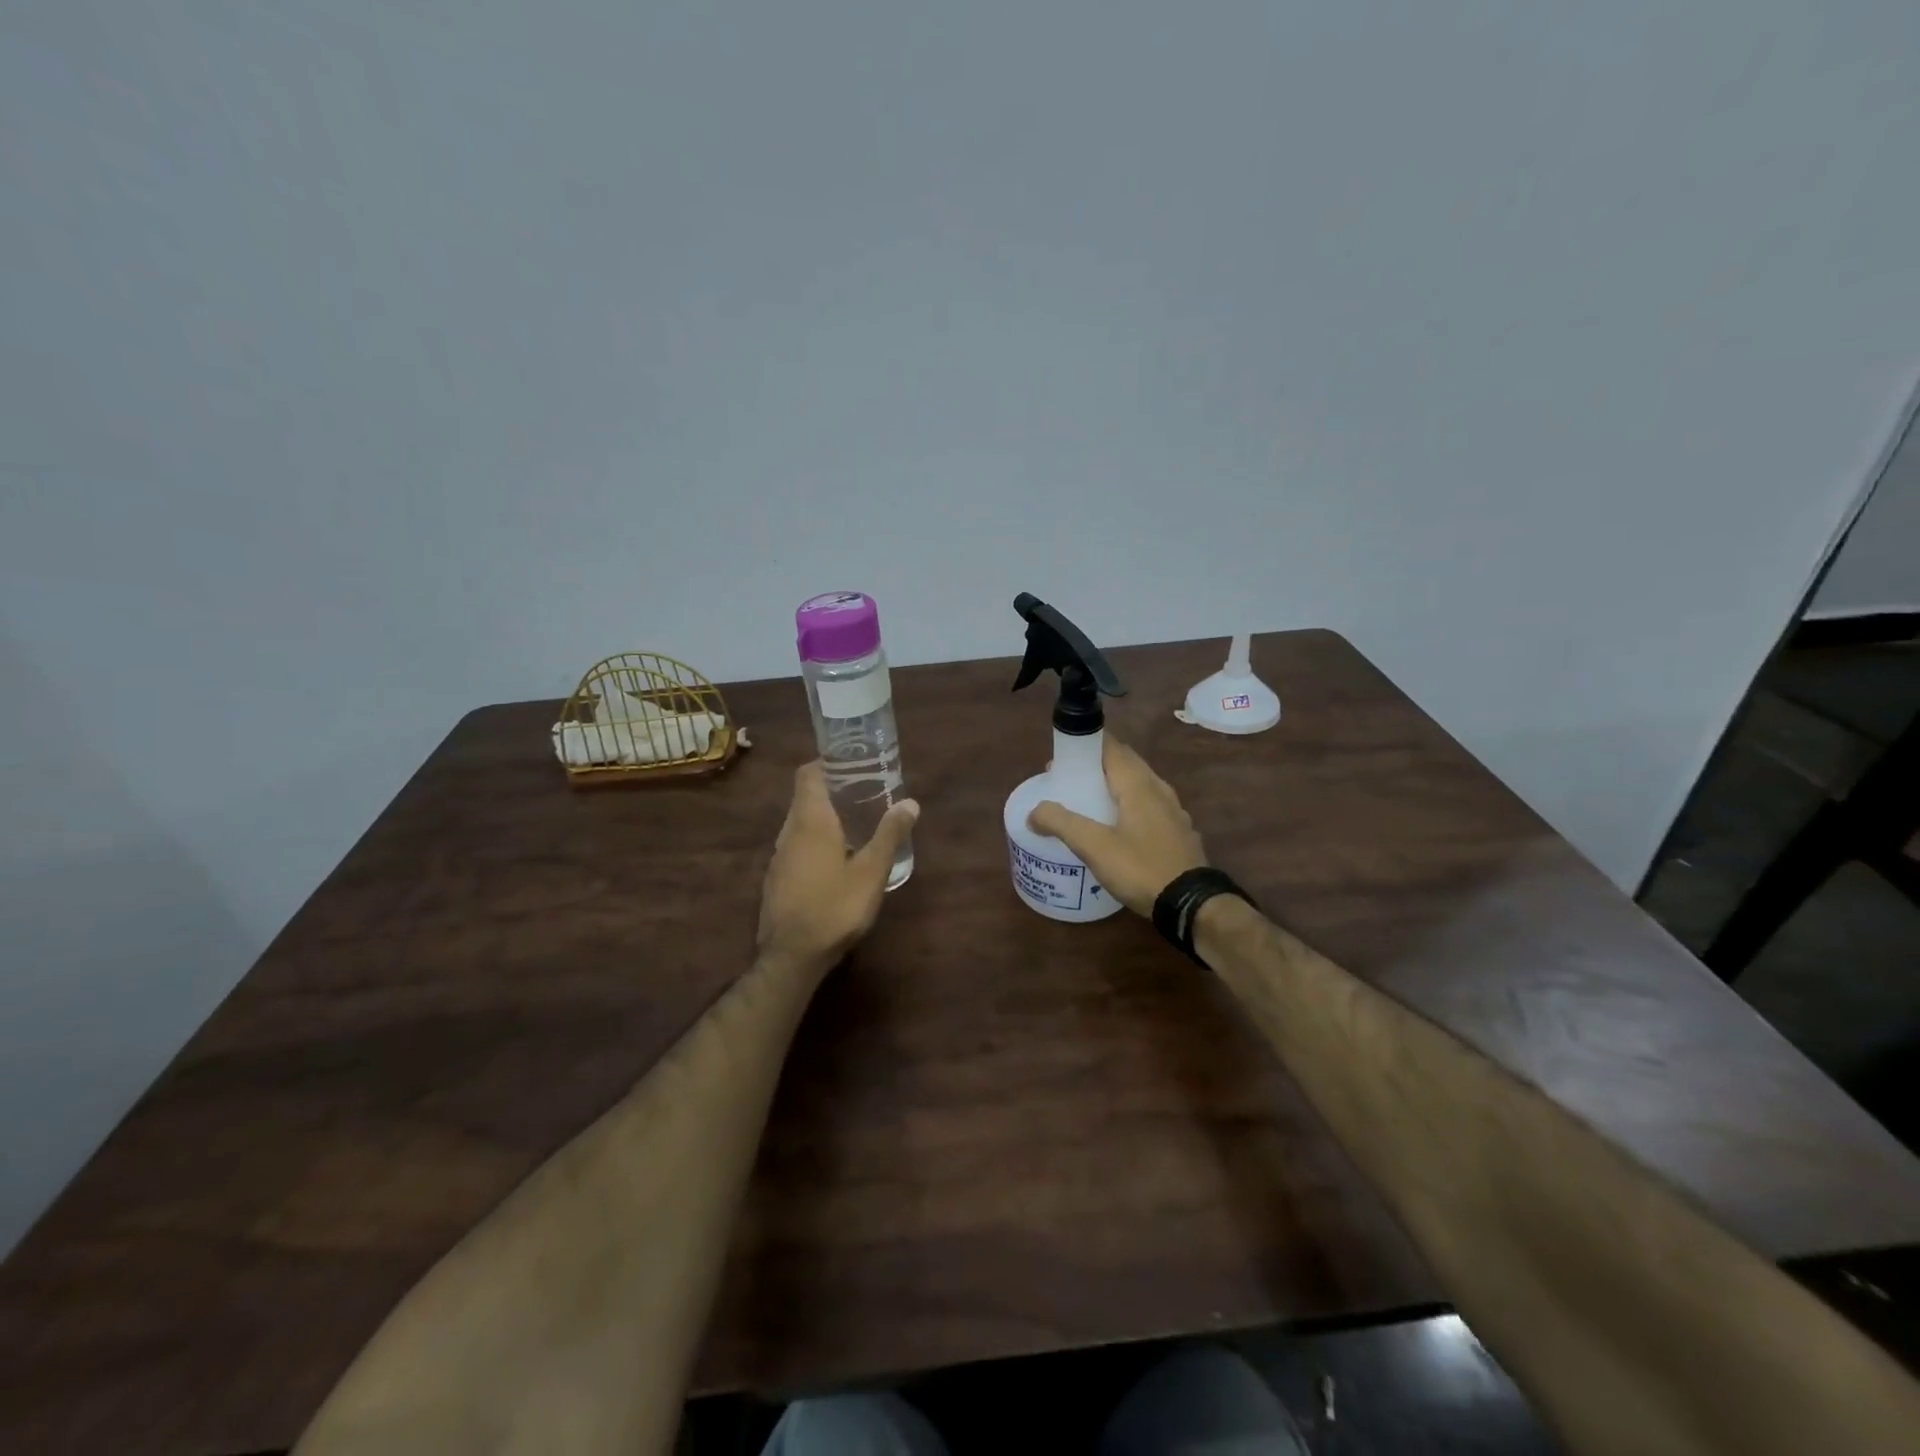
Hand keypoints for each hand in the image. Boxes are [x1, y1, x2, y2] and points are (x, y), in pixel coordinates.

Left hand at [757, 762, 919, 976]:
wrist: (791, 957)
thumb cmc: (834, 907)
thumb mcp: (872, 872)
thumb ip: (889, 835)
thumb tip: (910, 802)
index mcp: (810, 821)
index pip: (808, 774)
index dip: (826, 763)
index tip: (851, 763)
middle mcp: (789, 832)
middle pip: (805, 798)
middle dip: (831, 790)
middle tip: (864, 792)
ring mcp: (778, 857)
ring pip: (800, 823)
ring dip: (823, 817)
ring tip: (855, 823)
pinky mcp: (777, 879)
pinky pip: (796, 846)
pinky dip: (815, 840)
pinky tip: (836, 859)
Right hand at [1028, 735, 1205, 915]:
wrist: (1191, 905)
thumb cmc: (1141, 868)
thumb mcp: (1094, 847)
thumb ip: (1061, 824)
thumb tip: (1034, 811)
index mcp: (1139, 784)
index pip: (1112, 747)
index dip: (1086, 744)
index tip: (1062, 755)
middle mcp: (1159, 790)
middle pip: (1126, 764)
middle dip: (1097, 765)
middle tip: (1070, 780)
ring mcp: (1174, 812)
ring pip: (1140, 786)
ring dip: (1115, 786)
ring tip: (1091, 802)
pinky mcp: (1180, 833)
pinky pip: (1151, 807)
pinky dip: (1130, 807)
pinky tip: (1119, 828)